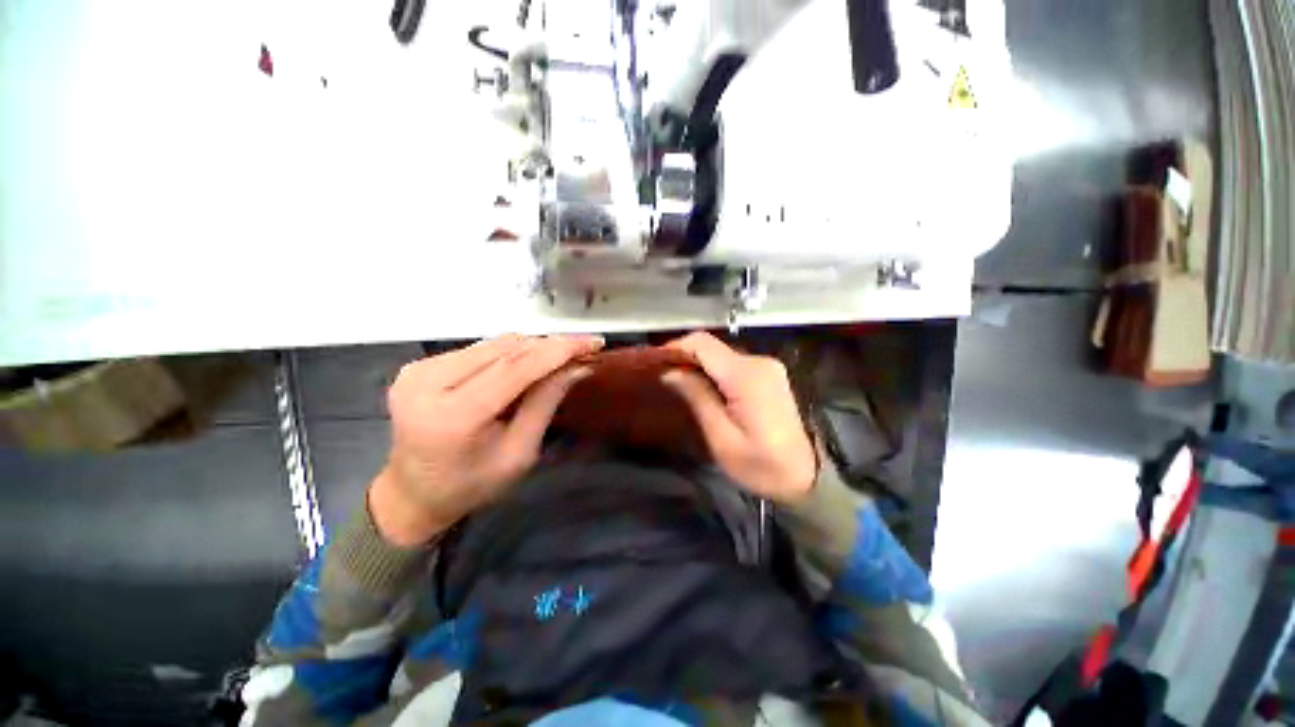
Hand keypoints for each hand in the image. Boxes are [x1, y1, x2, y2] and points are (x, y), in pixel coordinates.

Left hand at [370, 334, 602, 545]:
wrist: (412, 495)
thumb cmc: (472, 484)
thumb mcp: (520, 452)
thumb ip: (546, 402)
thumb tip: (578, 366)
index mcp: (453, 417)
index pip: (514, 368)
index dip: (557, 351)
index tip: (592, 342)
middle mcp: (426, 384)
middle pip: (504, 350)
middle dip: (549, 346)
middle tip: (582, 348)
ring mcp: (417, 371)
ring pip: (492, 344)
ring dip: (531, 347)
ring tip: (559, 356)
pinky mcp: (417, 366)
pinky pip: (477, 349)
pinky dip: (508, 353)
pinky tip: (526, 364)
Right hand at [661, 332, 816, 504]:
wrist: (809, 477)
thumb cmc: (762, 465)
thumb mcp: (721, 437)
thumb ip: (697, 397)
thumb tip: (670, 371)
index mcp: (746, 375)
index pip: (702, 343)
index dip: (675, 347)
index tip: (655, 363)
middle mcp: (759, 361)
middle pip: (712, 347)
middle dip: (686, 358)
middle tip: (664, 379)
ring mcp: (768, 367)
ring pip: (722, 355)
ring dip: (700, 366)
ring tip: (680, 385)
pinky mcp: (771, 375)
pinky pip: (734, 365)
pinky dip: (715, 372)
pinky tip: (706, 389)